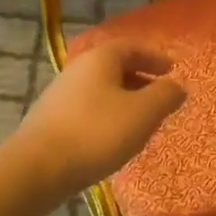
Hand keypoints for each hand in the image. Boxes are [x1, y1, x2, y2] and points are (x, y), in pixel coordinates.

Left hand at [14, 42, 186, 196]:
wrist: (37, 168)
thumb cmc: (97, 133)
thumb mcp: (143, 113)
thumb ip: (166, 95)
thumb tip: (178, 86)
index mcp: (101, 58)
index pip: (133, 47)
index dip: (155, 57)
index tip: (173, 70)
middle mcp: (78, 69)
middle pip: (114, 67)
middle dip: (140, 79)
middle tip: (160, 96)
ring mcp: (60, 94)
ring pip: (100, 89)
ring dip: (123, 99)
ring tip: (140, 121)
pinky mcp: (50, 120)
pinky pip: (87, 109)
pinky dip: (106, 115)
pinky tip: (113, 137)